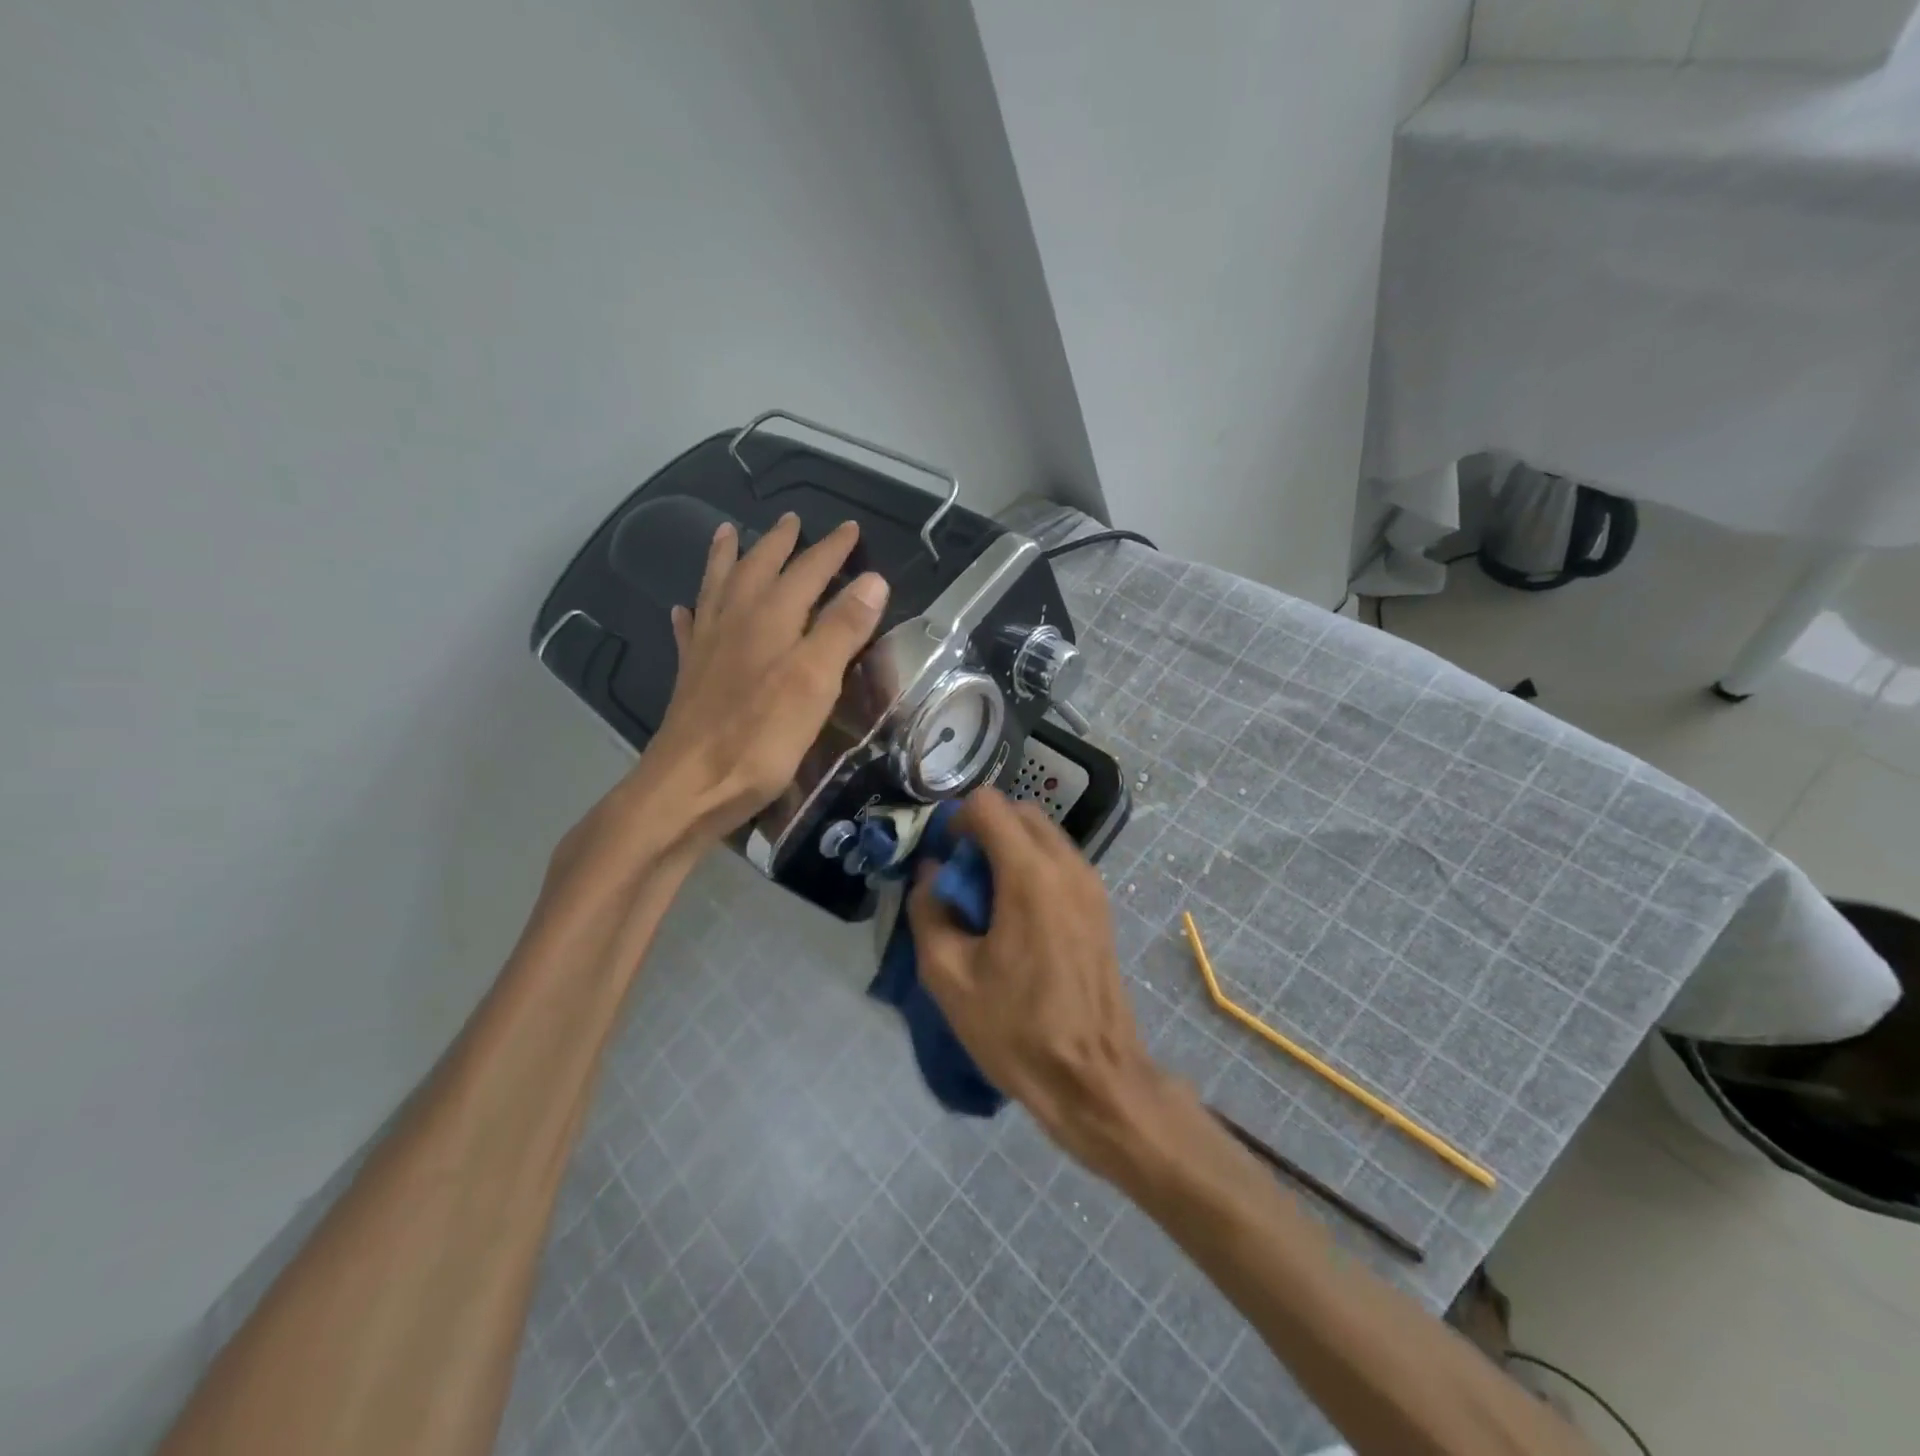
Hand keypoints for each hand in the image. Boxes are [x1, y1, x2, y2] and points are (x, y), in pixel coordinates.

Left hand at [650, 513, 889, 842]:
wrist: (690, 786)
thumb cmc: (761, 738)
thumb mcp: (815, 683)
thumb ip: (843, 629)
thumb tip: (873, 579)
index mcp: (771, 619)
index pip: (807, 571)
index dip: (830, 549)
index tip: (849, 528)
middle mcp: (735, 622)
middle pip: (758, 569)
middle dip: (778, 543)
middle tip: (790, 520)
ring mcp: (707, 647)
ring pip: (717, 588)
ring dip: (725, 558)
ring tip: (725, 533)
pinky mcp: (690, 676)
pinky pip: (689, 631)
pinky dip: (690, 613)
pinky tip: (683, 609)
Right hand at [907, 790, 1173, 1183]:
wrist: (1093, 1078)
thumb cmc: (1016, 1028)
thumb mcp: (948, 975)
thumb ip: (929, 911)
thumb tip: (930, 875)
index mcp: (1029, 874)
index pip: (988, 804)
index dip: (956, 821)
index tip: (944, 861)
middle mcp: (1067, 865)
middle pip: (1018, 812)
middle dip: (983, 830)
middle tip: (961, 879)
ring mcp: (1091, 883)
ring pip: (1042, 835)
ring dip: (1009, 849)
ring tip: (988, 902)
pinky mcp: (1101, 905)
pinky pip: (1060, 862)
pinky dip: (1032, 868)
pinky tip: (1017, 919)